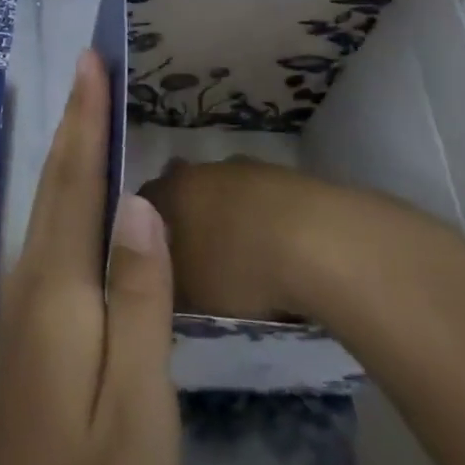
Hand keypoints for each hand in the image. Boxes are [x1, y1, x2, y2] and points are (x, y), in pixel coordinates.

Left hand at [0, 51, 179, 464]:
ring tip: (85, 108)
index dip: (85, 118)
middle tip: (88, 65)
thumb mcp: (138, 403)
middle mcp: (32, 284)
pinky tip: (78, 192)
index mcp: (59, 291)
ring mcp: (24, 309)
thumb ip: (139, 299)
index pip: (76, 182)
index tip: (92, 62)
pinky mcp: (29, 331)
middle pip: (55, 185)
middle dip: (72, 119)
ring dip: (66, 150)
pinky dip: (64, 192)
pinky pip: (49, 235)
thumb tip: (141, 203)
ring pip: (46, 207)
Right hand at [140, 158, 368, 321]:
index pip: (143, 202)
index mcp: (173, 189)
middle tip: (196, 260)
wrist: (321, 244)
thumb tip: (159, 282)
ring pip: (227, 192)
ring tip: (241, 261)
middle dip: (188, 220)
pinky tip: (276, 255)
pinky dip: (263, 223)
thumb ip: (165, 285)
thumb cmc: (238, 268)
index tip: (151, 261)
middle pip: (186, 191)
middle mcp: (205, 169)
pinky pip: (263, 202)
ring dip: (229, 218)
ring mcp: (251, 169)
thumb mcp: (187, 295)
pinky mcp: (290, 178)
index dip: (142, 231)